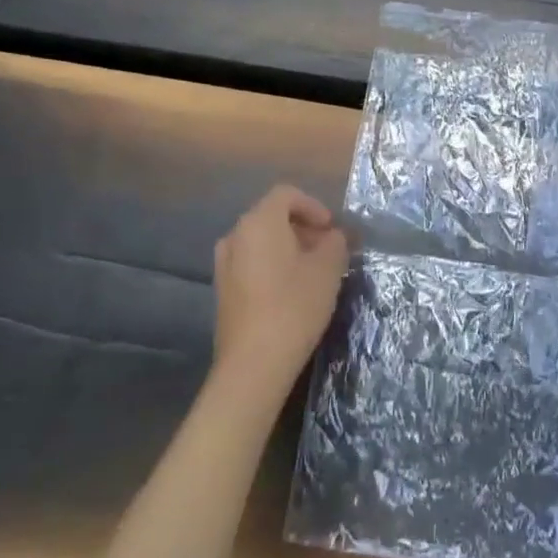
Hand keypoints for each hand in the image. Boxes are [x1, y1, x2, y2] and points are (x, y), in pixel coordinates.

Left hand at [212, 185, 349, 396]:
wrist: (254, 363)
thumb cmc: (294, 306)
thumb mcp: (328, 270)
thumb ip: (335, 243)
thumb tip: (333, 236)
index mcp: (259, 222)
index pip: (286, 194)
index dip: (313, 206)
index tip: (331, 229)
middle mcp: (236, 235)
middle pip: (272, 216)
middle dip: (302, 227)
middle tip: (327, 249)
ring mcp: (224, 264)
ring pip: (260, 241)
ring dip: (287, 247)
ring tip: (312, 270)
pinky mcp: (222, 289)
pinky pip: (250, 262)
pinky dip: (272, 265)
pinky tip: (291, 290)